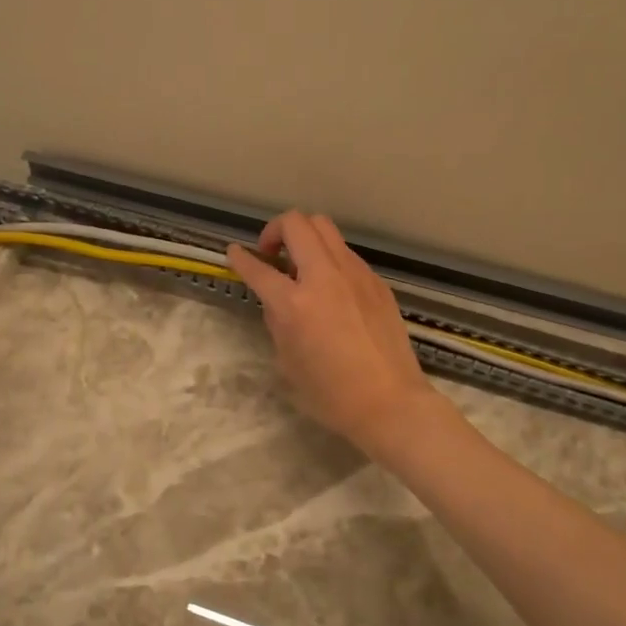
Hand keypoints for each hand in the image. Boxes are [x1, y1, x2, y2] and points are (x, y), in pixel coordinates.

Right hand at [227, 211, 442, 457]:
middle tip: (273, 255)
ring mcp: (355, 274)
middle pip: (297, 223)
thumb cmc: (331, 395)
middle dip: (276, 230)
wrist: (390, 402)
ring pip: (326, 229)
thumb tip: (277, 302)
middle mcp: (324, 277)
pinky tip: (331, 289)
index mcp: (295, 304)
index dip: (241, 258)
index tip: (235, 253)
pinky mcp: (376, 282)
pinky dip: (330, 259)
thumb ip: (277, 322)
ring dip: (305, 238)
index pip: (258, 268)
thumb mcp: (287, 362)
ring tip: (302, 266)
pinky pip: (346, 254)